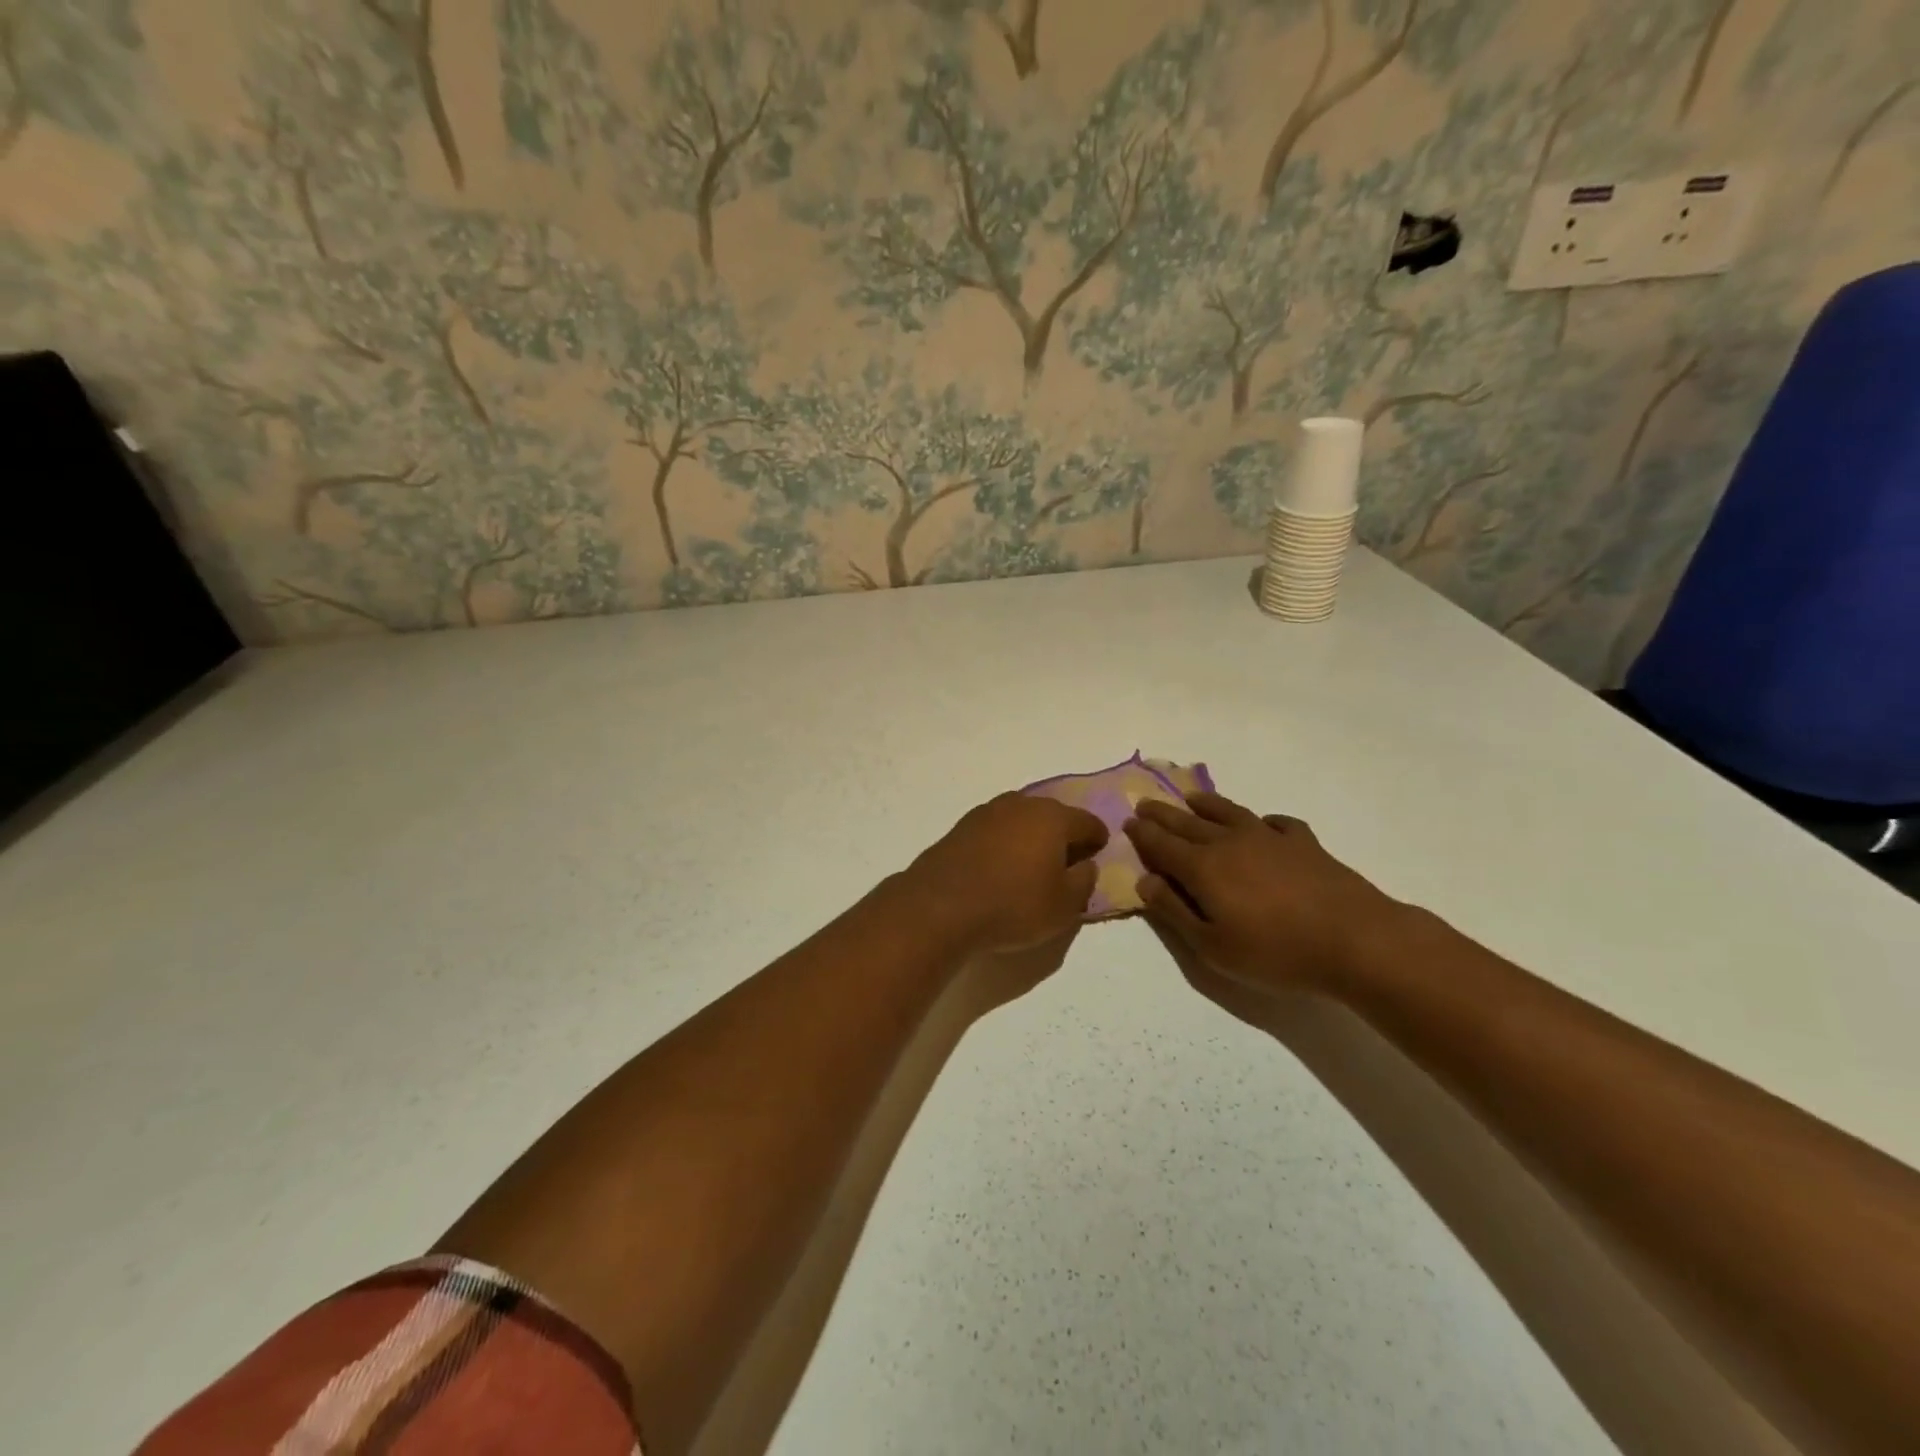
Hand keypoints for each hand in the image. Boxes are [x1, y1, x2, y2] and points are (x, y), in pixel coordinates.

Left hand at [894, 793, 1108, 954]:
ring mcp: (988, 812)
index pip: (1088, 822)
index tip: (1098, 855)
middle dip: (1064, 834)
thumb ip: (1084, 881)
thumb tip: (1086, 864)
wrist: (940, 906)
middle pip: (1053, 815)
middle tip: (1067, 861)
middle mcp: (1022, 804)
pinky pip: (996, 830)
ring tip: (1032, 864)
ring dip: (1031, 836)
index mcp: (1053, 817)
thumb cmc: (1013, 905)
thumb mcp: (1064, 906)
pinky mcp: (962, 826)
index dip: (1098, 840)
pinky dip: (1005, 842)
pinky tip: (1001, 865)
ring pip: (1022, 819)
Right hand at [1124, 792, 1403, 996]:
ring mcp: (1269, 838)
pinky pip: (1276, 822)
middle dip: (1164, 814)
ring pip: (1228, 813)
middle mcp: (1230, 843)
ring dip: (1205, 804)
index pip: (1162, 845)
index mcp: (1203, 868)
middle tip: (1146, 803)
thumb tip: (1144, 881)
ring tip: (1191, 798)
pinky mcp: (1304, 843)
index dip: (1143, 834)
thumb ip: (1174, 912)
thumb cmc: (1275, 951)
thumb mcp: (1212, 946)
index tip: (1129, 821)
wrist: (1354, 940)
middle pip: (1188, 823)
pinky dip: (1262, 820)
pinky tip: (1263, 824)